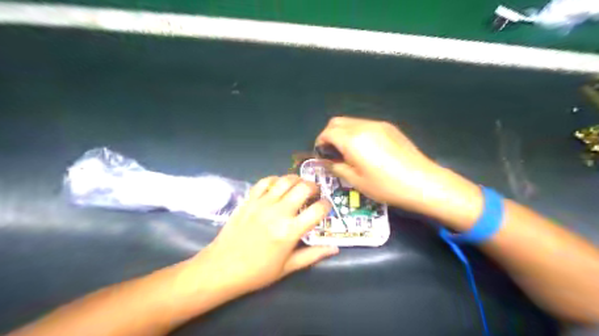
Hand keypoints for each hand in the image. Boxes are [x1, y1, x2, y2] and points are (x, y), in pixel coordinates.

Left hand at [187, 175, 335, 296]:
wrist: (222, 268)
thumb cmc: (257, 272)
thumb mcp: (288, 268)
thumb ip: (312, 255)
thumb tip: (334, 248)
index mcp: (290, 231)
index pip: (317, 210)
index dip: (327, 205)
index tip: (327, 206)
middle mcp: (278, 213)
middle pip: (303, 188)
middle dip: (314, 187)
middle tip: (315, 192)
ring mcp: (262, 204)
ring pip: (285, 180)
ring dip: (297, 179)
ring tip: (300, 186)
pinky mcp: (249, 200)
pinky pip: (265, 182)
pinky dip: (275, 180)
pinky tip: (279, 185)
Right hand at [316, 115, 482, 224]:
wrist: (422, 182)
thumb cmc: (385, 185)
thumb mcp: (355, 180)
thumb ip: (336, 167)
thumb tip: (326, 161)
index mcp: (352, 139)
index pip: (327, 133)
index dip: (320, 143)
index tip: (322, 155)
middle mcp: (363, 126)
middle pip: (337, 122)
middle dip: (329, 135)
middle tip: (333, 153)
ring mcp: (378, 124)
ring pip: (351, 121)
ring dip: (343, 133)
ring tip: (349, 152)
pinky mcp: (389, 127)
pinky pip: (365, 124)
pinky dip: (357, 133)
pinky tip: (365, 149)